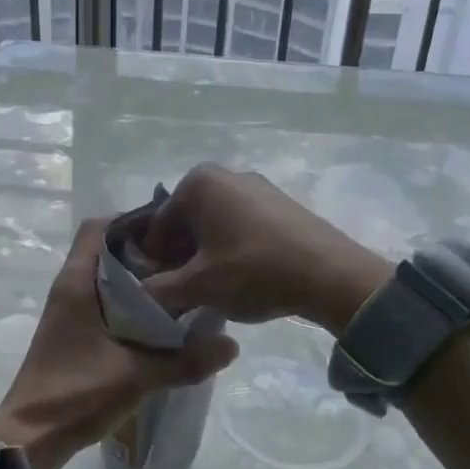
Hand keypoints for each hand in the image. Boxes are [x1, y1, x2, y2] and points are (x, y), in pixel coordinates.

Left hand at [0, 218, 238, 468]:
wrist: (32, 436)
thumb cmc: (77, 394)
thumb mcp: (137, 376)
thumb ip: (186, 360)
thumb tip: (232, 345)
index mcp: (76, 282)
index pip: (99, 227)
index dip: (132, 220)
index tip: (171, 230)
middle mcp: (70, 287)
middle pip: (107, 249)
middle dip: (145, 251)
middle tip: (185, 258)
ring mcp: (69, 310)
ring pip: (107, 276)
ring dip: (139, 278)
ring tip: (180, 285)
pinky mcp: (74, 330)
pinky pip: (104, 300)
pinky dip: (130, 301)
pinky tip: (160, 319)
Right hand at [139, 164, 392, 334]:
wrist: (330, 274)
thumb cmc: (253, 271)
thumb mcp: (198, 286)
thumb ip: (158, 290)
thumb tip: (139, 294)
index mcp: (198, 182)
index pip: (158, 227)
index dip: (153, 263)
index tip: (158, 292)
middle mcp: (225, 175)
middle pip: (186, 222)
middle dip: (180, 257)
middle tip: (184, 293)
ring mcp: (257, 186)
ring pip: (214, 225)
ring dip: (206, 255)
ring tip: (213, 290)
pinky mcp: (281, 204)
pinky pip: (242, 225)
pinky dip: (232, 248)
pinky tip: (242, 278)